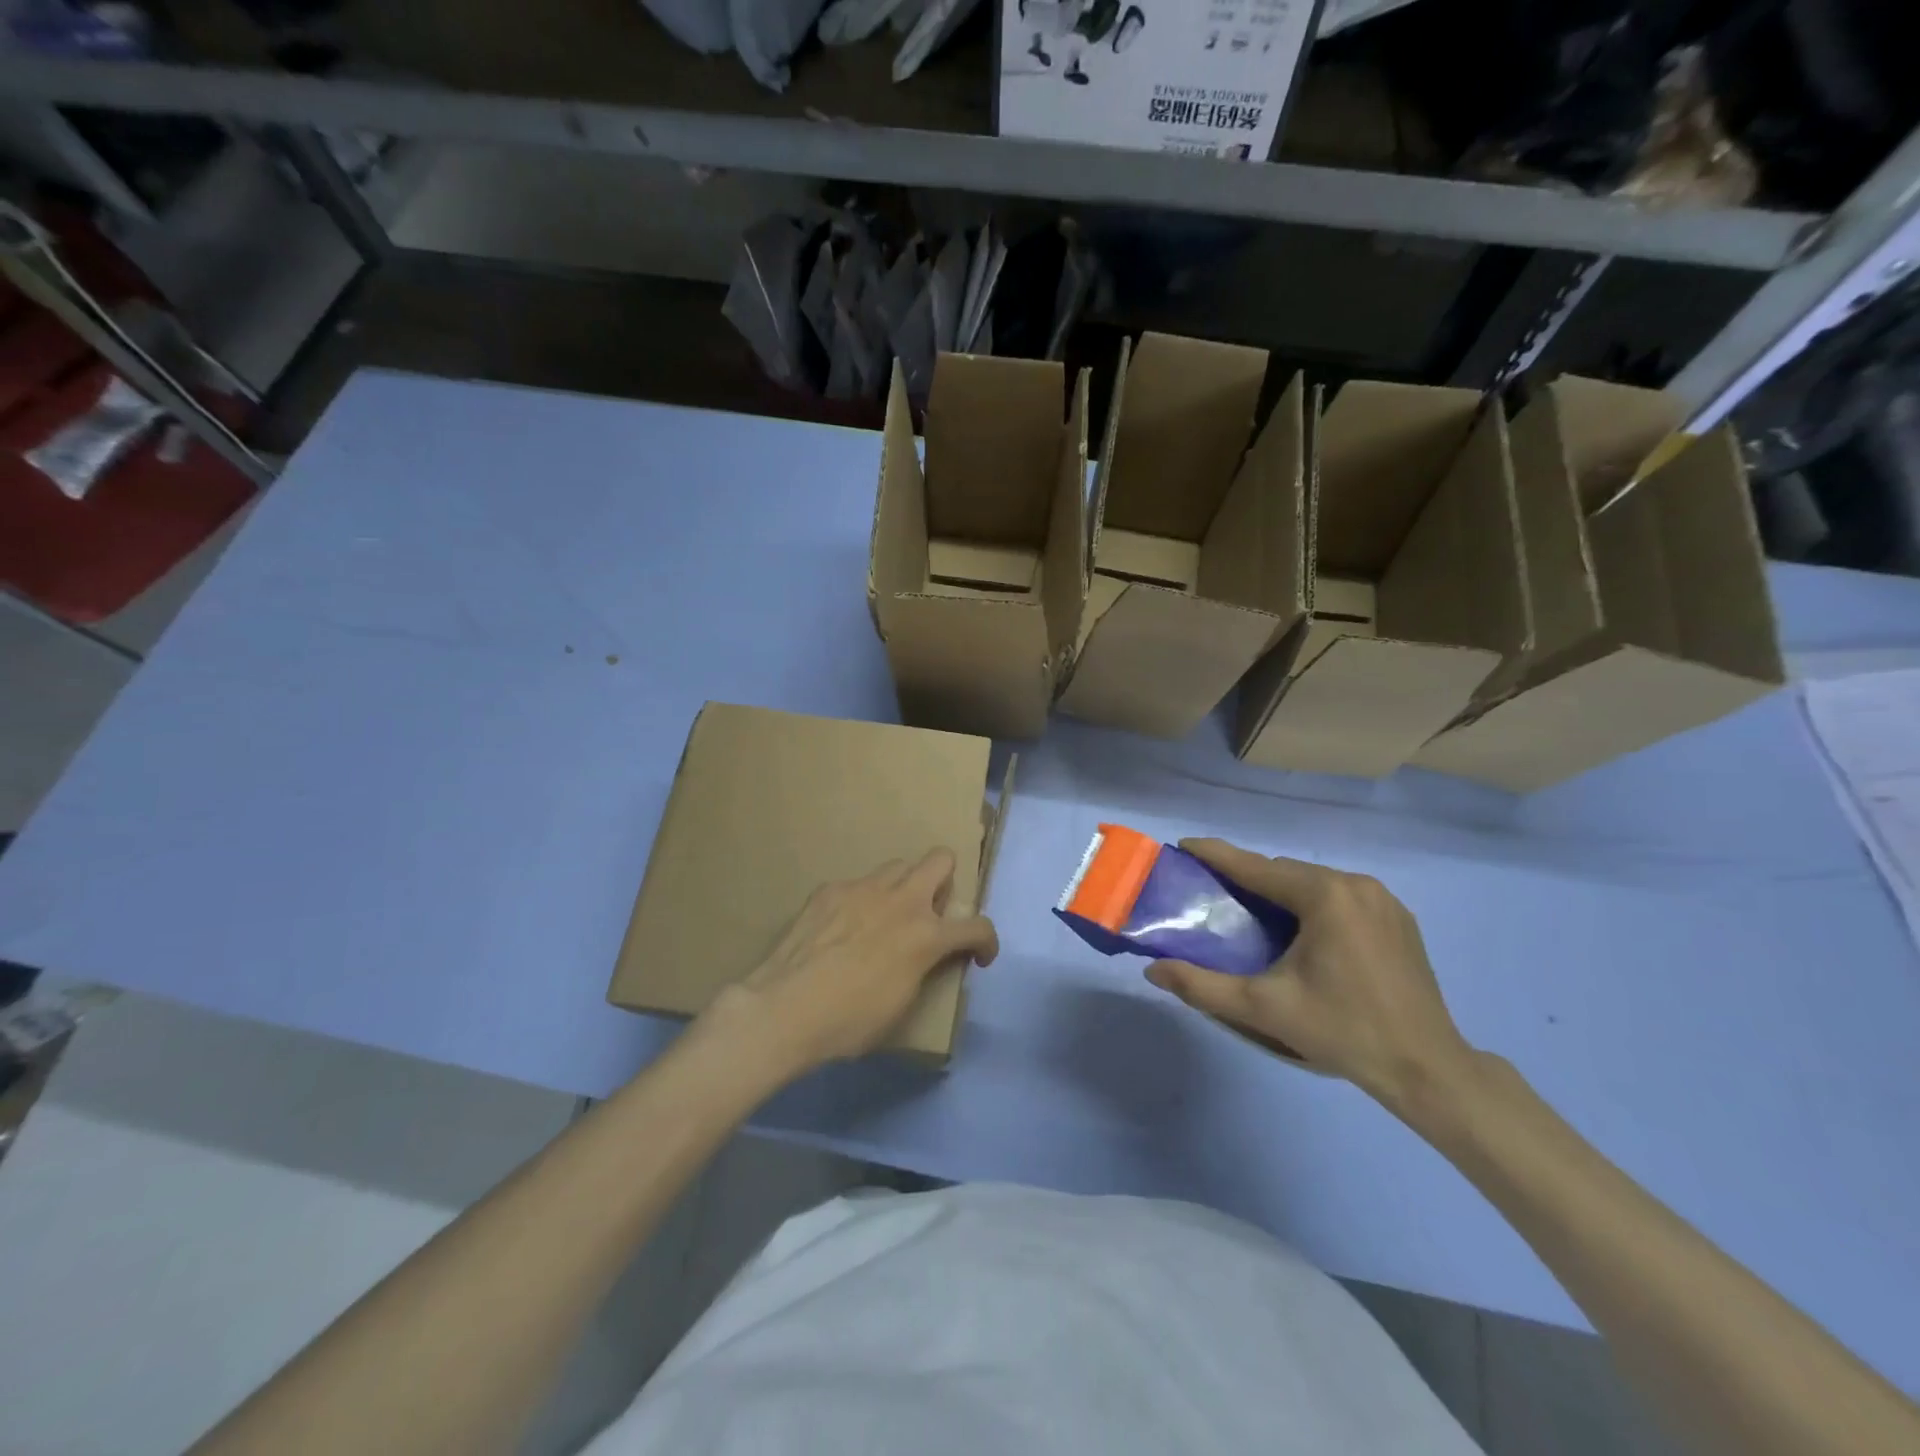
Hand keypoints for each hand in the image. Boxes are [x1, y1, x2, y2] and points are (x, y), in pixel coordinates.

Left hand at [702, 849, 998, 1076]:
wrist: (784, 1009)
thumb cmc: (849, 1022)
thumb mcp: (901, 1005)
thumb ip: (922, 969)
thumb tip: (923, 958)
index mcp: (926, 935)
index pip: (978, 926)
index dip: (987, 941)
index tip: (979, 955)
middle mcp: (902, 901)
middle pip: (941, 860)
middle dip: (946, 881)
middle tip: (930, 912)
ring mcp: (863, 888)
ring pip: (898, 866)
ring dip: (903, 888)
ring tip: (885, 917)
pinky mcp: (830, 889)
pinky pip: (856, 885)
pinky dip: (859, 903)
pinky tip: (840, 929)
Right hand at [1142, 838, 1473, 1110]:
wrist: (1426, 1069)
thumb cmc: (1342, 1031)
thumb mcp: (1264, 1008)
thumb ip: (1203, 986)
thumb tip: (1153, 971)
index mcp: (1325, 896)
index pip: (1257, 867)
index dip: (1217, 855)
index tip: (1184, 846)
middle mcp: (1356, 885)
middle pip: (1286, 873)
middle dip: (1248, 876)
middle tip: (1214, 890)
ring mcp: (1383, 899)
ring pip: (1314, 882)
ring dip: (1280, 891)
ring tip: (1252, 910)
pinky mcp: (1399, 918)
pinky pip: (1341, 896)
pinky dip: (1312, 902)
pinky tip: (1301, 929)